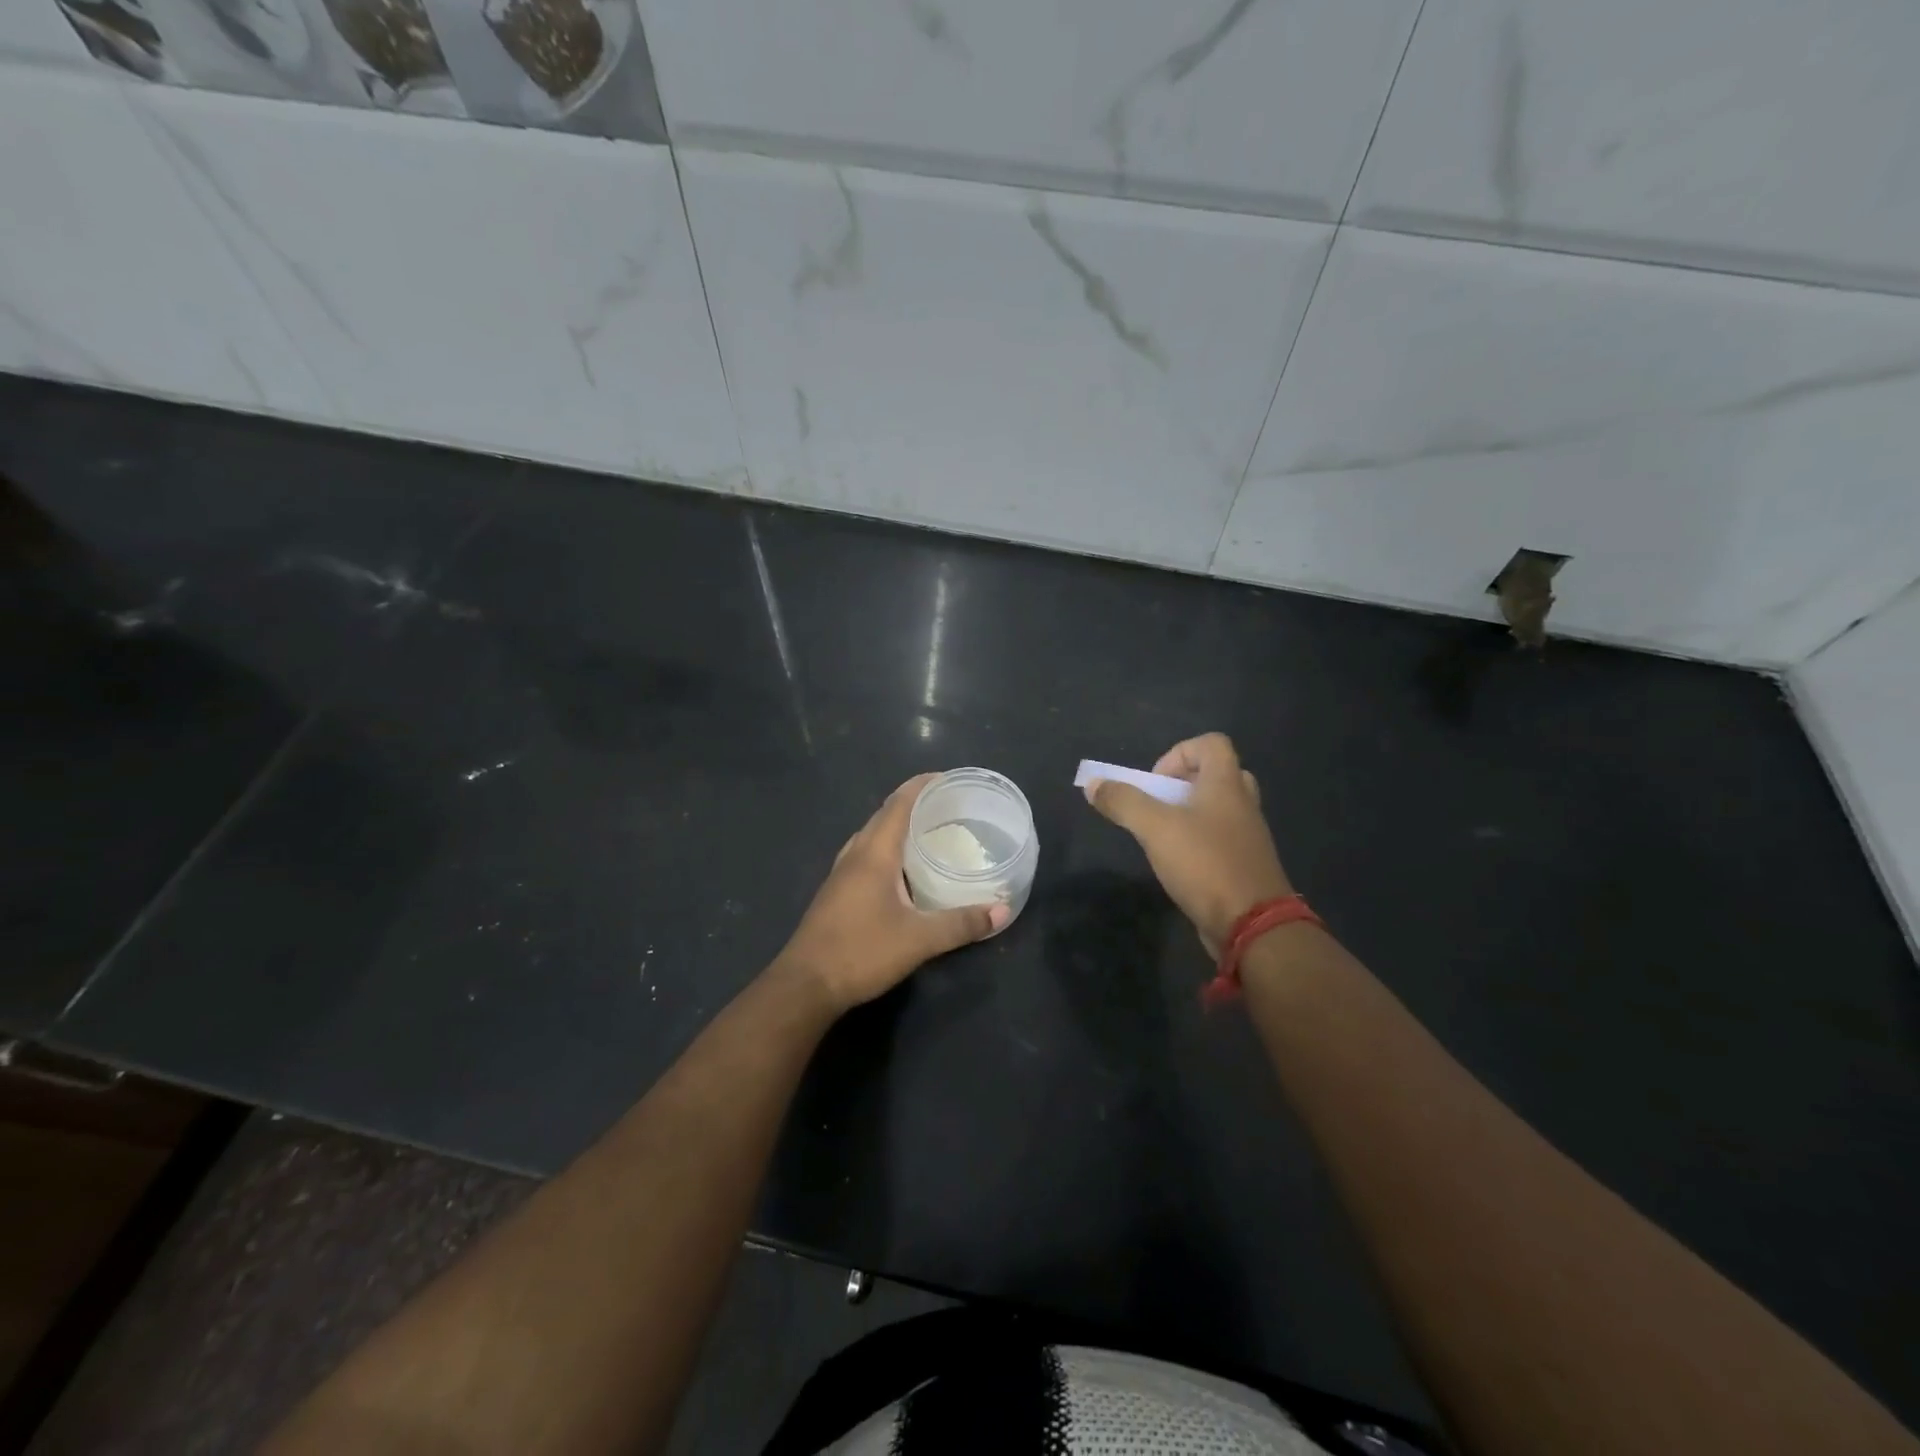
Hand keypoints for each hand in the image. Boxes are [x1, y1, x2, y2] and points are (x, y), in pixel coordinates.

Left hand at [777, 773, 1009, 1013]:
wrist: (805, 984)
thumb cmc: (861, 951)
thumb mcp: (919, 939)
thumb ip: (961, 923)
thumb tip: (1002, 910)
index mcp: (874, 853)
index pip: (898, 804)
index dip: (921, 786)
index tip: (947, 778)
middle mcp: (855, 855)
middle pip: (883, 816)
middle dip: (913, 804)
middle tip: (946, 806)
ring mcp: (840, 874)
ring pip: (871, 836)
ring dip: (896, 827)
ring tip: (926, 833)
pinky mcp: (835, 893)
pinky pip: (864, 856)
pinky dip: (886, 850)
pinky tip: (900, 871)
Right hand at [1084, 733, 1292, 956]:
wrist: (1253, 924)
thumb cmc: (1205, 864)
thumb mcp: (1155, 828)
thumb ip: (1123, 802)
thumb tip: (1092, 783)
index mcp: (1226, 784)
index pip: (1212, 743)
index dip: (1179, 753)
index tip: (1155, 782)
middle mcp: (1243, 804)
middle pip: (1216, 774)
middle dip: (1183, 784)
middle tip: (1161, 804)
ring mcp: (1248, 835)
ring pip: (1219, 808)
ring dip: (1189, 814)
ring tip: (1163, 835)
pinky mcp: (1246, 864)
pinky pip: (1222, 838)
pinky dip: (1199, 841)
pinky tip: (1178, 864)